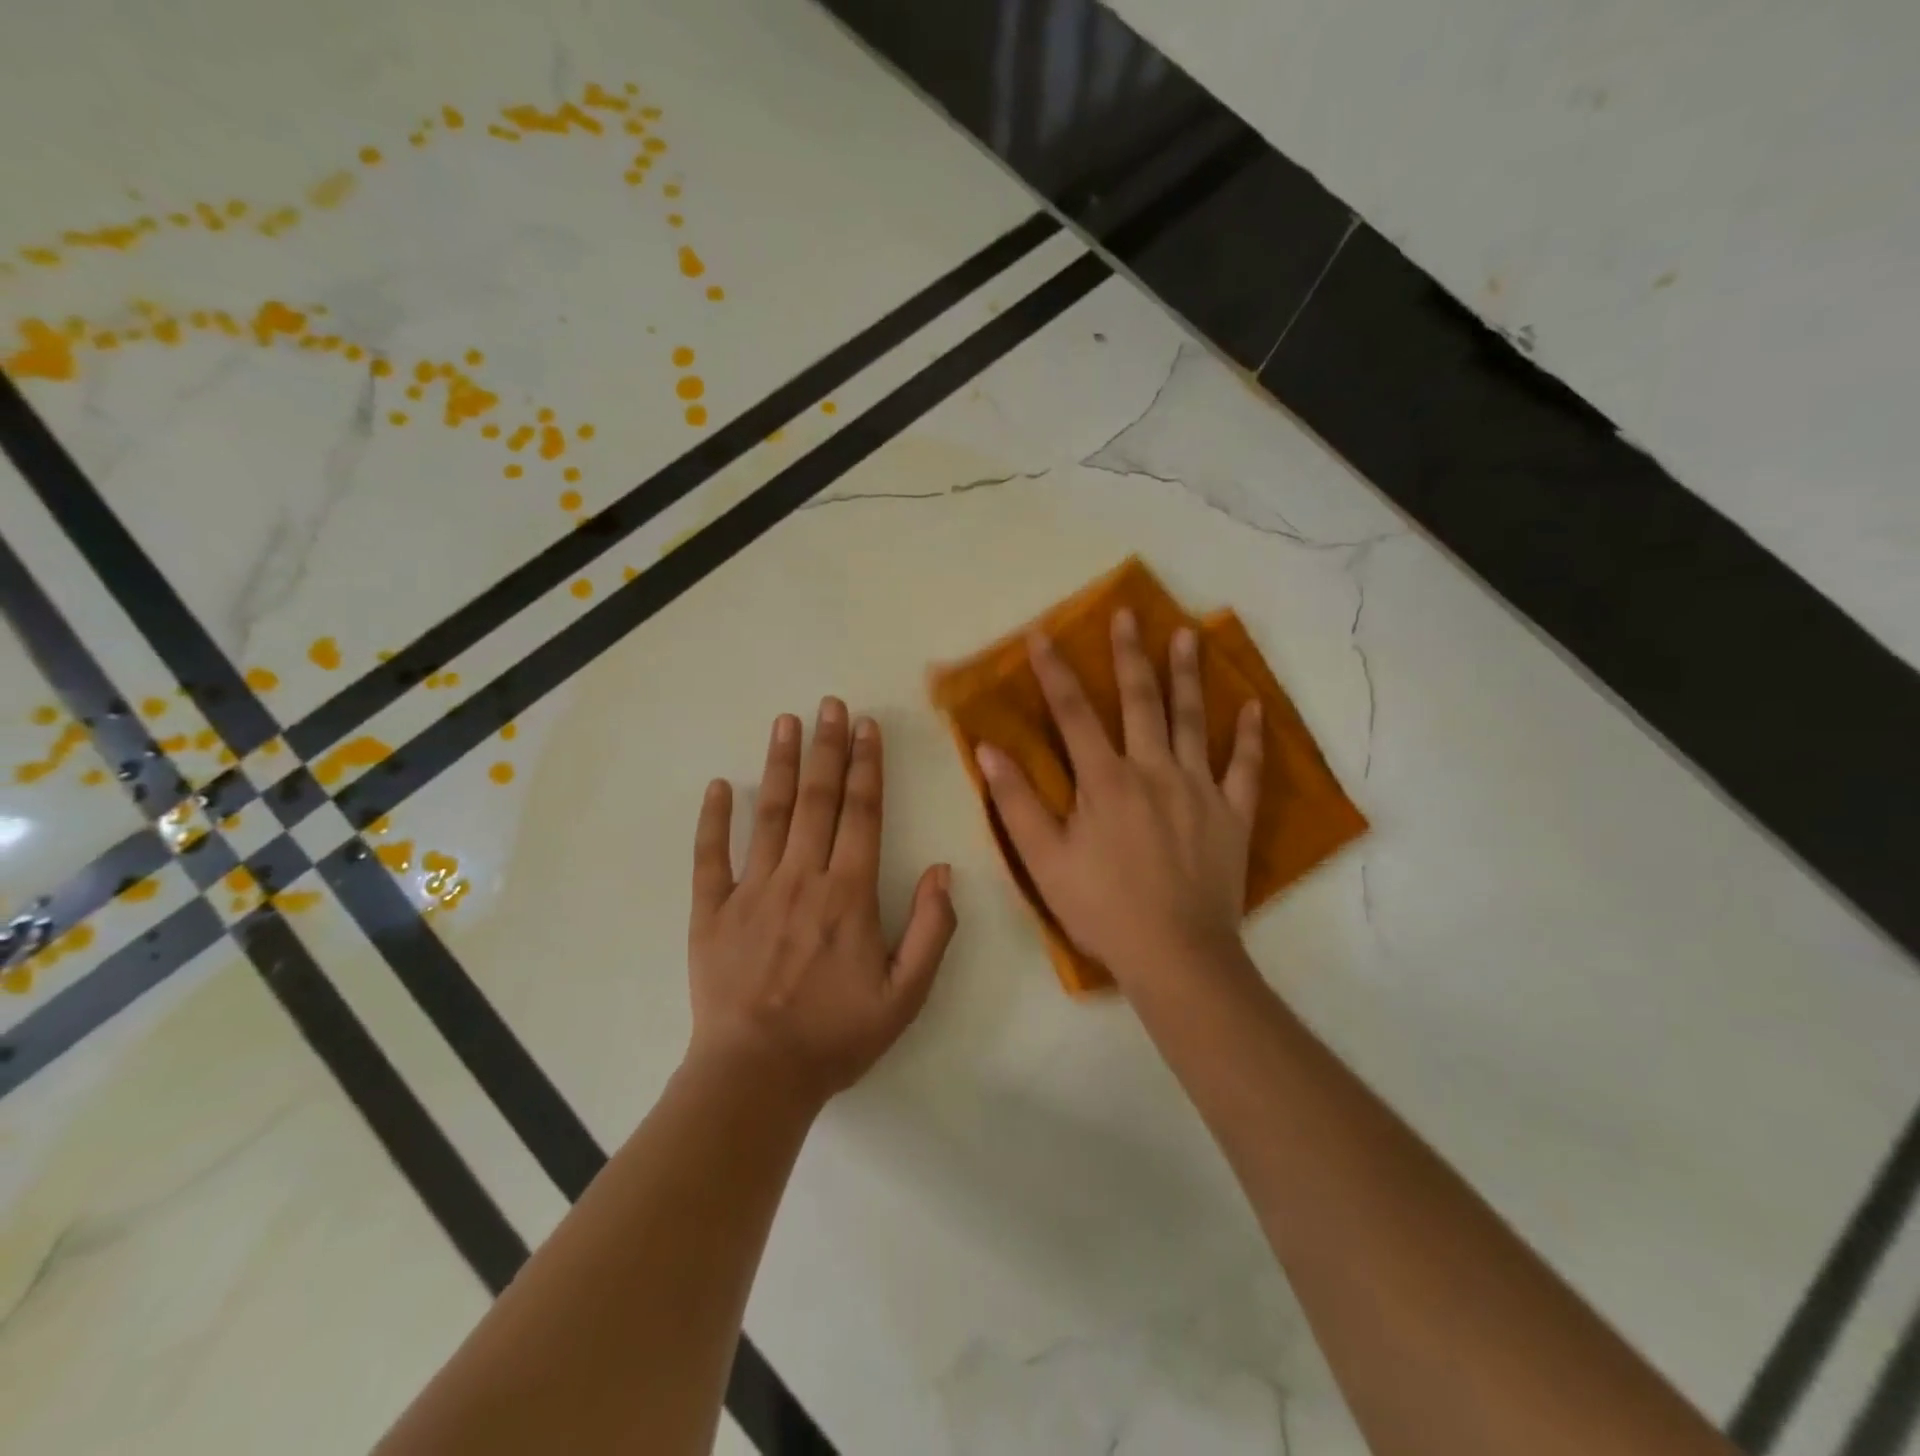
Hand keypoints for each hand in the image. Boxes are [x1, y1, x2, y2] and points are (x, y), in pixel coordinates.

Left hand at [687, 698, 957, 1102]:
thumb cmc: (836, 1035)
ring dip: (779, 765)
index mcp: (848, 894)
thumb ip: (932, 930)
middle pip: (817, 800)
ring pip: (769, 814)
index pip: (862, 814)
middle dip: (827, 748)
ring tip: (786, 722)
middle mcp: (801, 878)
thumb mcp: (906, 995)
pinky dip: (713, 819)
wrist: (756, 1076)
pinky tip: (719, 786)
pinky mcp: (712, 911)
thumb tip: (944, 870)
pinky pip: (711, 857)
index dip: (867, 766)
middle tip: (830, 704)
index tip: (867, 727)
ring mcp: (752, 890)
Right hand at [974, 611, 1262, 987]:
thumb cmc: (1102, 907)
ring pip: (1193, 720)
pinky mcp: (1232, 813)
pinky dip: (1250, 736)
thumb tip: (988, 749)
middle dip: (1129, 654)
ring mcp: (1199, 789)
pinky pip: (1245, 767)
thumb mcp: (1045, 859)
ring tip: (1188, 634)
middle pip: (1140, 700)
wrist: (1175, 954)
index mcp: (1105, 780)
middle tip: (1127, 613)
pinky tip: (1254, 706)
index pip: (1073, 713)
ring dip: (1188, 675)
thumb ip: (1016, 801)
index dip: (1055, 671)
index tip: (1043, 635)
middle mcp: (1154, 770)